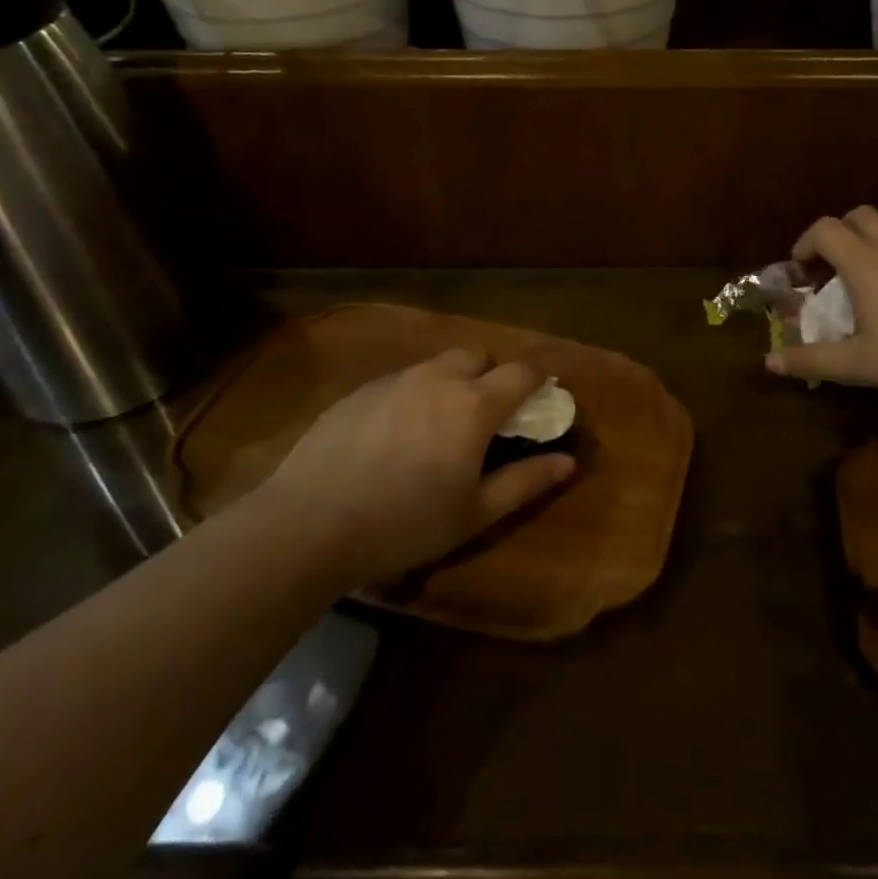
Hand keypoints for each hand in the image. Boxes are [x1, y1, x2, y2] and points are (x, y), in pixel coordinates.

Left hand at [259, 347, 575, 585]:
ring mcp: (396, 379)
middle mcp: (439, 378)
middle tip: (485, 414)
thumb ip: (525, 482)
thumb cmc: (404, 523)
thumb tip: (567, 461)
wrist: (309, 523)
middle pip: (478, 354)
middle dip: (491, 373)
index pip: (522, 372)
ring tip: (437, 427)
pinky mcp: (360, 390)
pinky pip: (401, 380)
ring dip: (451, 382)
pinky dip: (413, 395)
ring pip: (437, 365)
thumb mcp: (474, 514)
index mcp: (474, 404)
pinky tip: (393, 437)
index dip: (538, 380)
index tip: (540, 398)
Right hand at [766, 206, 877, 404]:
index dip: (805, 243)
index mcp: (865, 262)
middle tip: (835, 265)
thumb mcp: (860, 365)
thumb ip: (813, 360)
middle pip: (858, 215)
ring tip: (872, 274)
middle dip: (839, 232)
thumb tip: (769, 362)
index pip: (825, 230)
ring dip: (873, 239)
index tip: (801, 269)